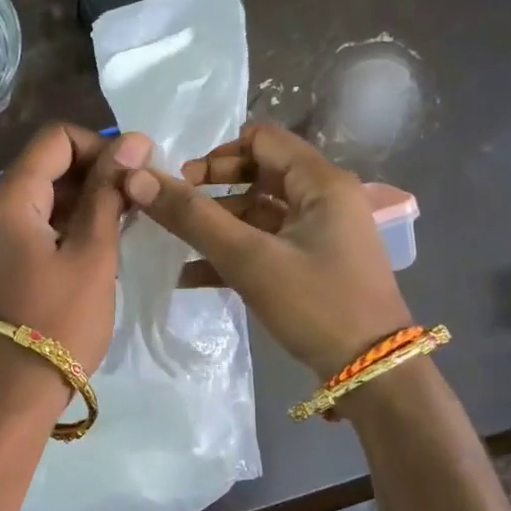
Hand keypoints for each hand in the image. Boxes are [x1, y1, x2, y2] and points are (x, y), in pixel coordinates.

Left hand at [0, 124, 152, 417]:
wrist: (12, 395)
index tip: (137, 175)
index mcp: (10, 197)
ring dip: (87, 200)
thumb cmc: (59, 323)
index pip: (57, 139)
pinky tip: (102, 245)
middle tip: (140, 201)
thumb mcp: (93, 254)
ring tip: (127, 224)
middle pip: (49, 164)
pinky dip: (70, 224)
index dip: (101, 146)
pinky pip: (39, 224)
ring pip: (46, 195)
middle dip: (97, 173)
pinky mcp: (3, 260)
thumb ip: (110, 193)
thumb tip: (133, 140)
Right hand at [122, 121, 411, 379]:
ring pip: (259, 212)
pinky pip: (267, 244)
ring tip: (174, 243)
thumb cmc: (317, 304)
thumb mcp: (250, 258)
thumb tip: (137, 177)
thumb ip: (192, 217)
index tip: (181, 182)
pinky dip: (233, 252)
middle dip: (212, 189)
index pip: (262, 139)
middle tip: (175, 208)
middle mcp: (324, 198)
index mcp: (320, 182)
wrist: (373, 372)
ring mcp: (320, 233)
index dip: (217, 154)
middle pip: (259, 174)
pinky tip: (191, 275)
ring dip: (217, 224)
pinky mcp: (313, 264)